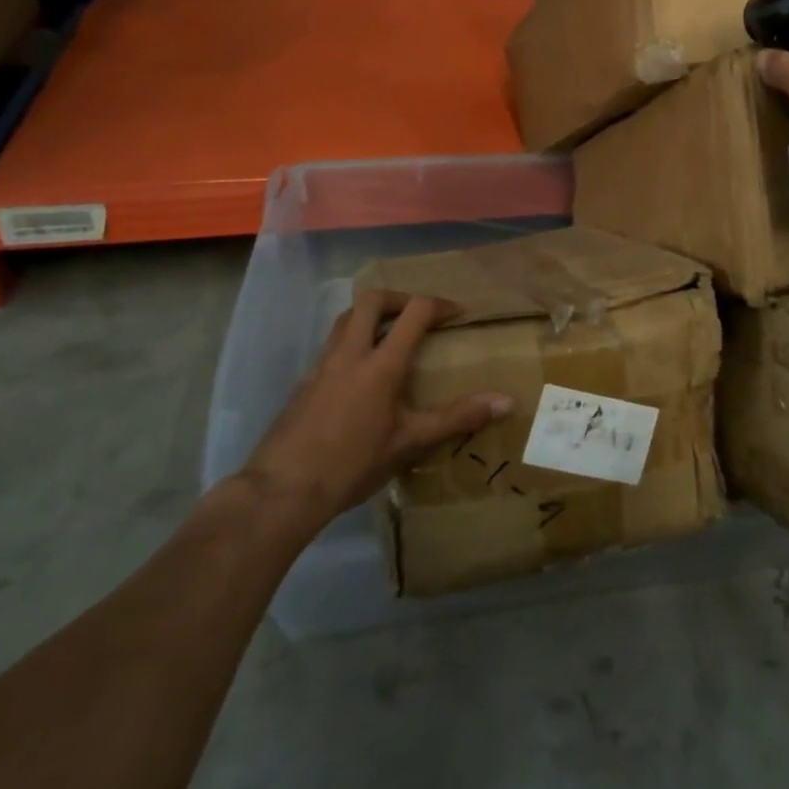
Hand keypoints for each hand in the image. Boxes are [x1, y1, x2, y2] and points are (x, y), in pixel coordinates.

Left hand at [239, 290, 510, 525]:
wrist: (282, 490)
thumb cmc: (352, 464)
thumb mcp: (410, 443)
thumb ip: (457, 418)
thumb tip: (506, 402)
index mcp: (380, 364)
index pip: (414, 313)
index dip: (439, 305)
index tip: (457, 314)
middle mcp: (349, 354)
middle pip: (371, 300)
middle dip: (399, 298)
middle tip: (417, 315)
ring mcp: (321, 366)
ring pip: (345, 319)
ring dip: (370, 316)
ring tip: (389, 336)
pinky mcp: (304, 383)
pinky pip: (331, 345)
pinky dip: (351, 342)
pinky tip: (359, 375)